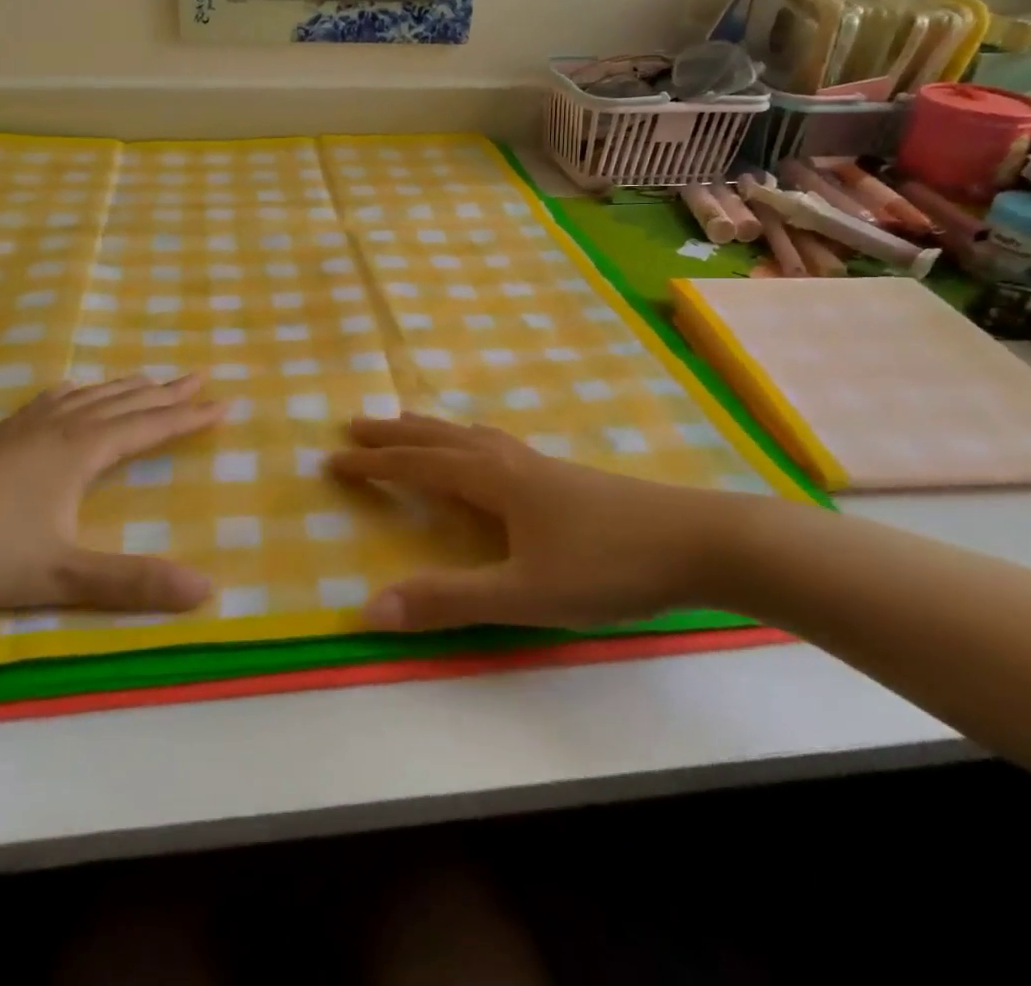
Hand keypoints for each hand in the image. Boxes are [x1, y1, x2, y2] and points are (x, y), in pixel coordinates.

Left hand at [0, 374, 223, 614]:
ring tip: (148, 378)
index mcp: (83, 453)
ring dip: (125, 387)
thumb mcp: (60, 574)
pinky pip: (48, 403)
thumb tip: (206, 589)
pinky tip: (68, 392)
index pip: (150, 428)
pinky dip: (73, 393)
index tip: (226, 402)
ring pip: (89, 398)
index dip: (190, 417)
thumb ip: (132, 583)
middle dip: (166, 392)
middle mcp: (62, 430)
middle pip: (125, 403)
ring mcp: (25, 430)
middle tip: (199, 374)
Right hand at [330, 414, 755, 631]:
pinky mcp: (564, 477)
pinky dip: (467, 439)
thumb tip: (370, 607)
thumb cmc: (606, 566)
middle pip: (438, 437)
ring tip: (407, 425)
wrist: (698, 541)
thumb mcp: (523, 594)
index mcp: (492, 481)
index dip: (373, 463)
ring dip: (430, 430)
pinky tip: (484, 454)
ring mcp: (539, 465)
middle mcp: (509, 462)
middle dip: (393, 433)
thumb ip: (448, 600)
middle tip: (355, 423)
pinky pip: (496, 445)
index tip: (332, 458)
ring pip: (470, 436)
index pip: (417, 464)